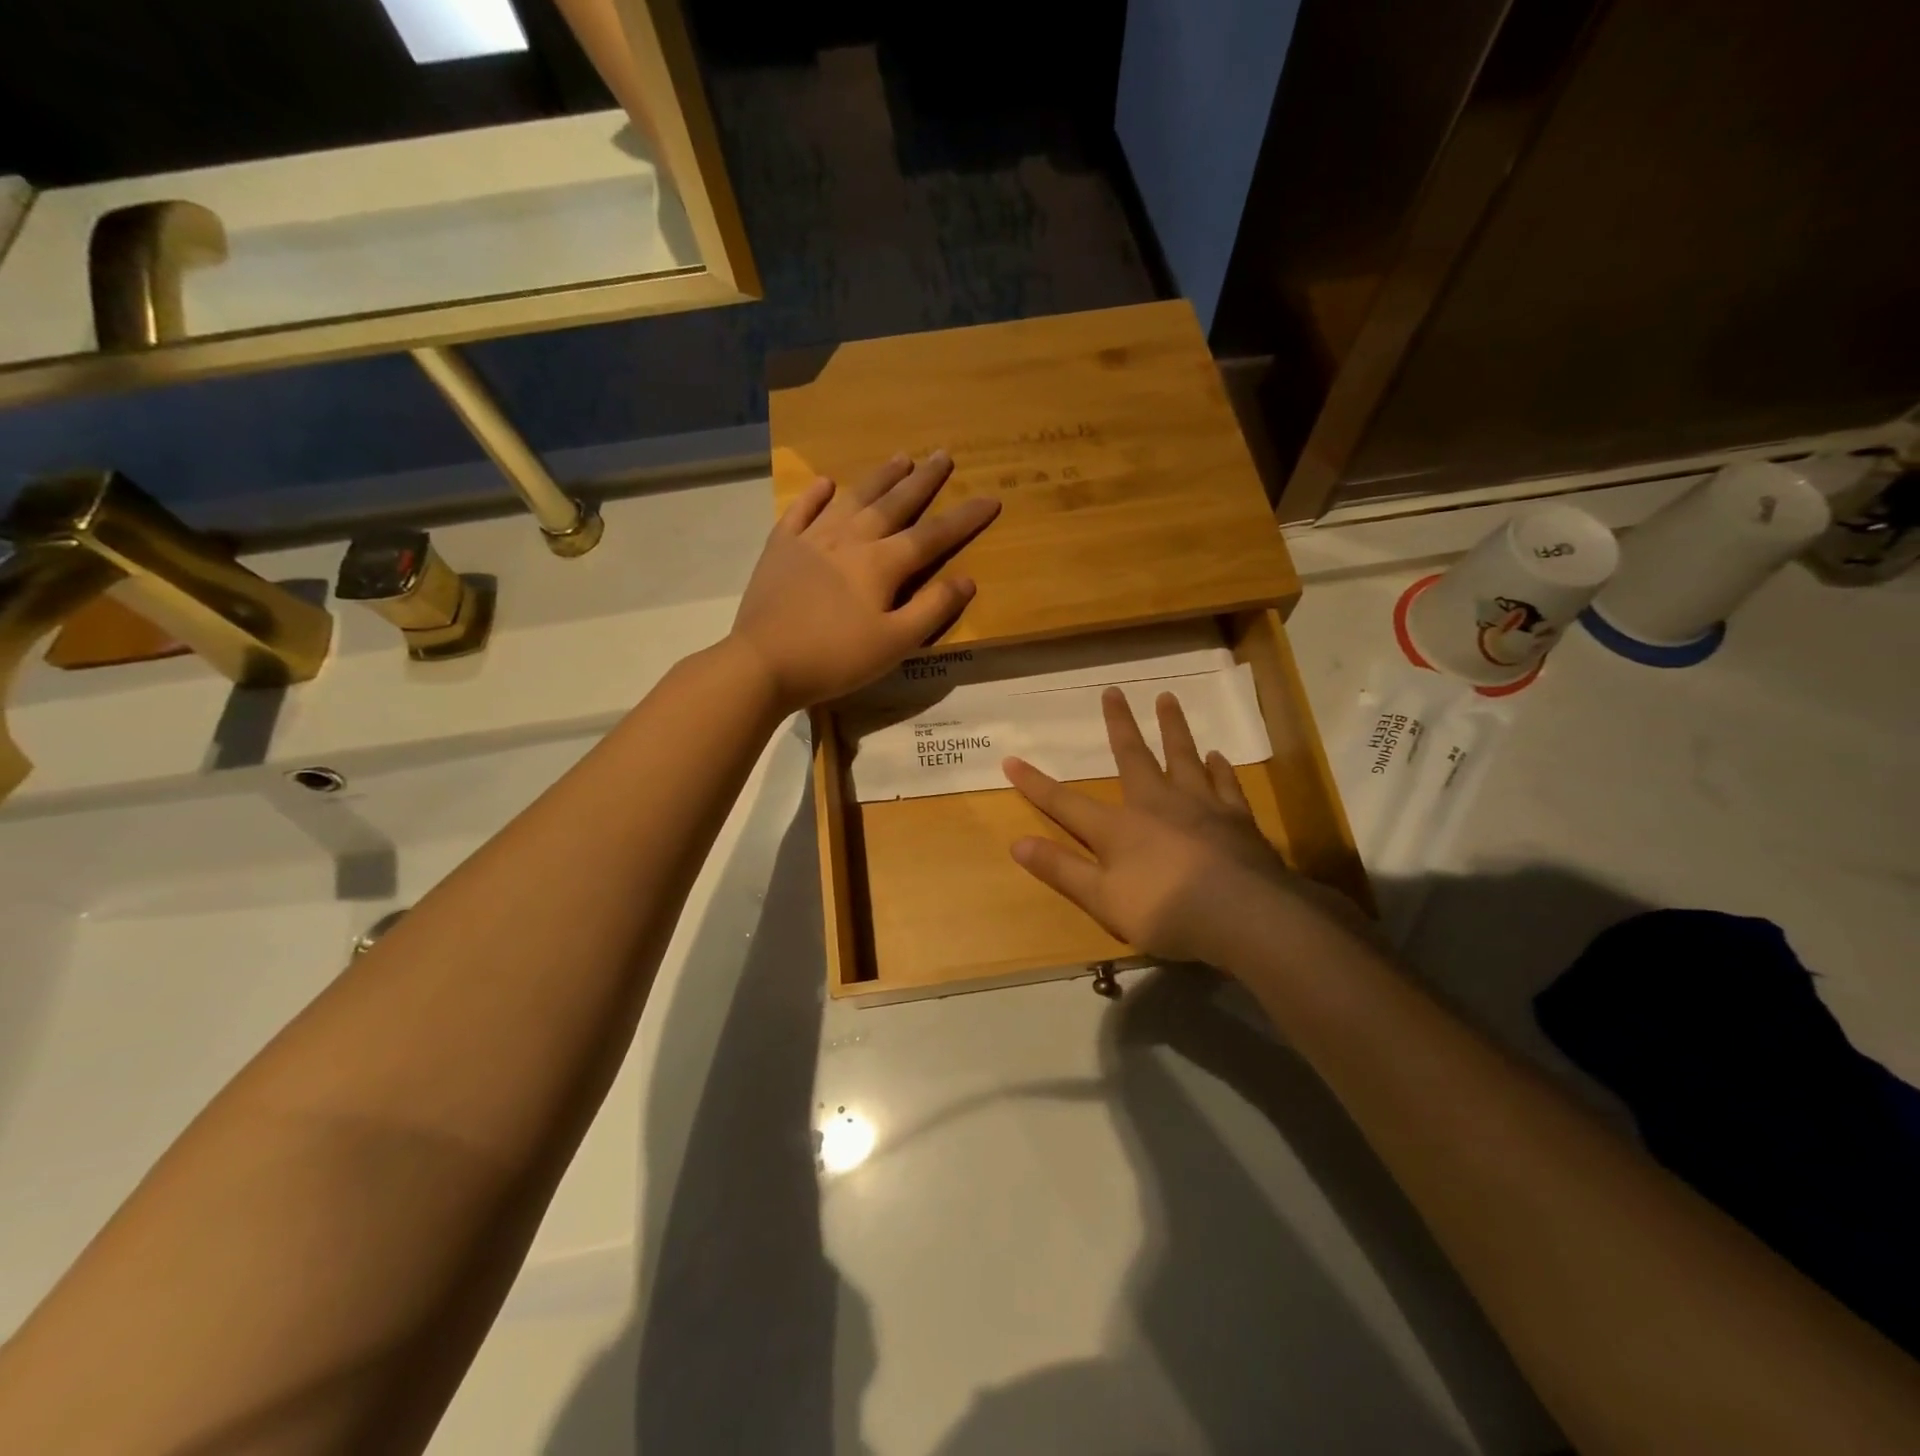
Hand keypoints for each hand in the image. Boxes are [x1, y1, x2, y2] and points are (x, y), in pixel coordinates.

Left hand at [731, 452, 999, 710]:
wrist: (763, 662)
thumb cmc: (835, 659)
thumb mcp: (895, 644)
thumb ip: (932, 610)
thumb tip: (966, 579)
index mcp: (881, 564)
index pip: (932, 535)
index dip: (964, 518)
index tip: (990, 498)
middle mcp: (850, 540)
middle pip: (894, 504)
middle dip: (923, 480)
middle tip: (942, 455)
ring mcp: (812, 539)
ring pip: (853, 499)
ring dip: (879, 478)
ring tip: (900, 458)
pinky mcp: (780, 548)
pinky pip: (801, 511)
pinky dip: (815, 495)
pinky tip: (826, 483)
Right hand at [1004, 689, 1358, 968]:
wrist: (1243, 915)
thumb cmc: (1165, 910)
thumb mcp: (1102, 899)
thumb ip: (1061, 870)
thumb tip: (1016, 843)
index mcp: (1119, 828)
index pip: (1066, 803)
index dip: (1036, 784)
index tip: (1011, 761)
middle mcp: (1157, 804)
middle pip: (1133, 756)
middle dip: (1119, 724)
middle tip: (1114, 690)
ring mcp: (1200, 806)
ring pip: (1183, 756)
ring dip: (1173, 728)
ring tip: (1168, 699)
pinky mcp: (1237, 818)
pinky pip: (1225, 783)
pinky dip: (1220, 768)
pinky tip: (1218, 756)